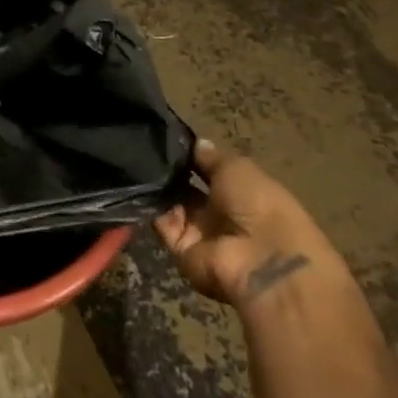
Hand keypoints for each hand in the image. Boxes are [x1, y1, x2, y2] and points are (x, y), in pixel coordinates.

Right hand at [153, 140, 337, 311]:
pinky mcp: (181, 249)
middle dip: (169, 171)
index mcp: (240, 192)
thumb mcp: (237, 168)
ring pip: (170, 205)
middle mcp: (219, 212)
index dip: (190, 156)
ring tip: (136, 162)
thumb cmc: (258, 204)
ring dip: (157, 187)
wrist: (261, 259)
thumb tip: (195, 143)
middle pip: (186, 188)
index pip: (208, 171)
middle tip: (144, 148)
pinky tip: (139, 185)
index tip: (165, 138)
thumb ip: (211, 156)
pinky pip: (161, 224)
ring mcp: (200, 233)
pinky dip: (150, 207)